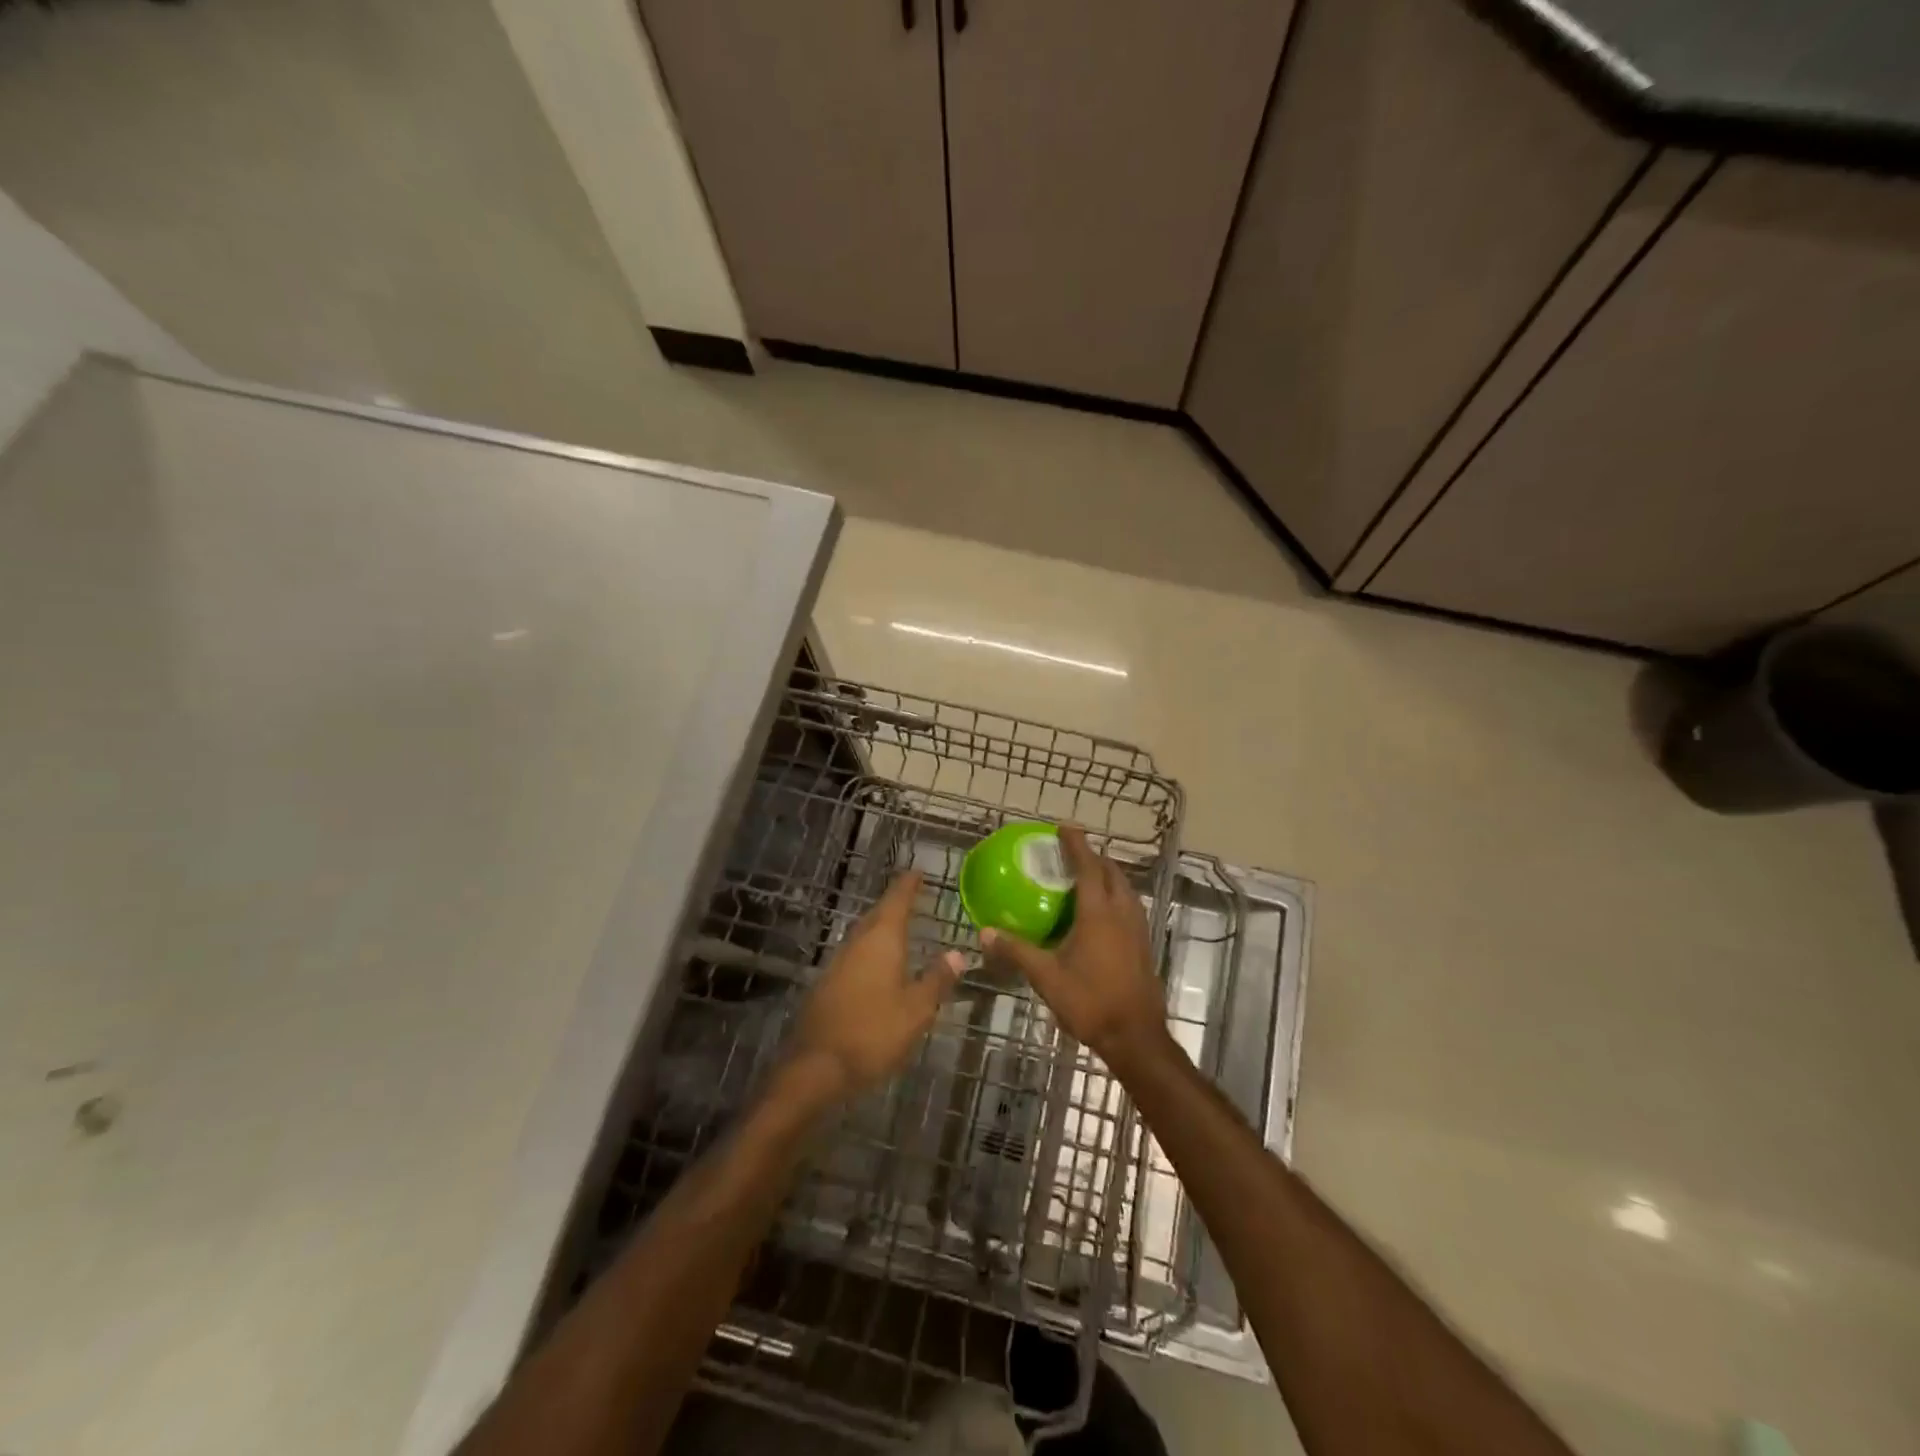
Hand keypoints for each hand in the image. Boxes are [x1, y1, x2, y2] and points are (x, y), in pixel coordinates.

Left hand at [788, 870, 962, 1103]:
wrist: (816, 1068)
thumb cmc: (874, 1033)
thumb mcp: (917, 1010)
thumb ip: (937, 979)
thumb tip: (957, 953)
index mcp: (881, 941)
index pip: (896, 901)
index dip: (907, 886)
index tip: (917, 872)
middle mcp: (856, 944)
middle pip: (877, 916)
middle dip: (894, 905)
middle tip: (911, 897)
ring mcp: (837, 964)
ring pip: (863, 936)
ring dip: (880, 928)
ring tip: (898, 929)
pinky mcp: (826, 986)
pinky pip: (854, 956)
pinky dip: (870, 952)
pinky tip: (877, 967)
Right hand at [982, 826, 1169, 1069]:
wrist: (1135, 1036)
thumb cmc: (1090, 1002)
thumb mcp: (1047, 977)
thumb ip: (1017, 951)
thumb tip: (985, 932)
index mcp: (1099, 913)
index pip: (1089, 867)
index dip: (1077, 844)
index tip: (1064, 827)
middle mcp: (1122, 913)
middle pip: (1112, 872)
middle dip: (1094, 857)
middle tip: (1071, 852)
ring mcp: (1137, 928)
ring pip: (1125, 888)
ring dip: (1107, 875)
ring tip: (1085, 876)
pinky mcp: (1143, 943)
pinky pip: (1129, 905)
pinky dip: (1115, 894)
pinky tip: (1099, 912)